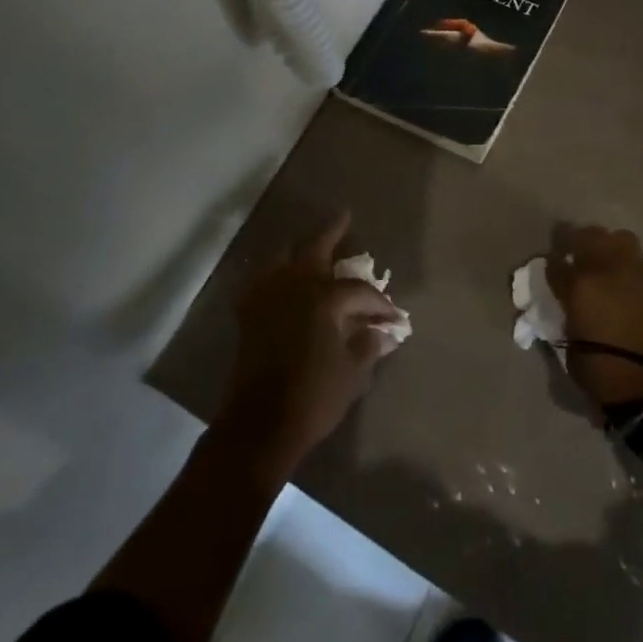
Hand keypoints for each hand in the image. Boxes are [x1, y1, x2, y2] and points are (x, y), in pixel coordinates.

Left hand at [214, 211, 406, 480]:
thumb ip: (367, 345)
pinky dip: (273, 274)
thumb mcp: (352, 373)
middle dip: (332, 232)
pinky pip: (261, 280)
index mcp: (323, 298)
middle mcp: (293, 286)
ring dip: (299, 249)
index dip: (378, 303)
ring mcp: (267, 296)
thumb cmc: (313, 397)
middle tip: (344, 216)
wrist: (260, 425)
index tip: (393, 317)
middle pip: (315, 249)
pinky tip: (280, 279)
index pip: (358, 291)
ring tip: (311, 246)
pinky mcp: (249, 313)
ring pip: (283, 257)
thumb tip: (383, 333)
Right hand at [548, 226, 642, 411]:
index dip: (551, 267)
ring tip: (610, 268)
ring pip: (621, 239)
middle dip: (579, 243)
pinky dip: (636, 270)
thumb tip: (572, 316)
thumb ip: (569, 325)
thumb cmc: (613, 381)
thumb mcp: (574, 357)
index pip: (554, 263)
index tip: (553, 274)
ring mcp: (641, 271)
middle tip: (577, 259)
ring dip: (611, 249)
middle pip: (588, 235)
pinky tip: (636, 289)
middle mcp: (609, 269)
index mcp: (580, 287)